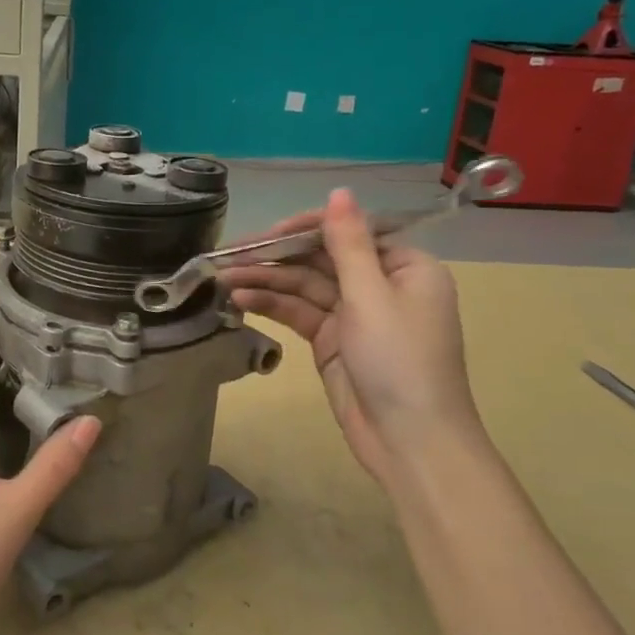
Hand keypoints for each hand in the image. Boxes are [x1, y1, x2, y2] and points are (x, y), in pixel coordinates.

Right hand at [220, 188, 485, 480]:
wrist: (410, 442)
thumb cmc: (400, 361)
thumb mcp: (372, 296)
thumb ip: (348, 244)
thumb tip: (339, 191)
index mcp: (404, 267)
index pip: (350, 233)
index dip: (307, 228)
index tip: (267, 233)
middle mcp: (380, 285)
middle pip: (322, 259)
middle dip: (278, 256)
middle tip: (230, 255)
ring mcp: (355, 315)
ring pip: (305, 286)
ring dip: (267, 281)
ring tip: (224, 279)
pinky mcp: (333, 342)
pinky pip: (299, 313)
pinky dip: (273, 306)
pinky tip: (241, 301)